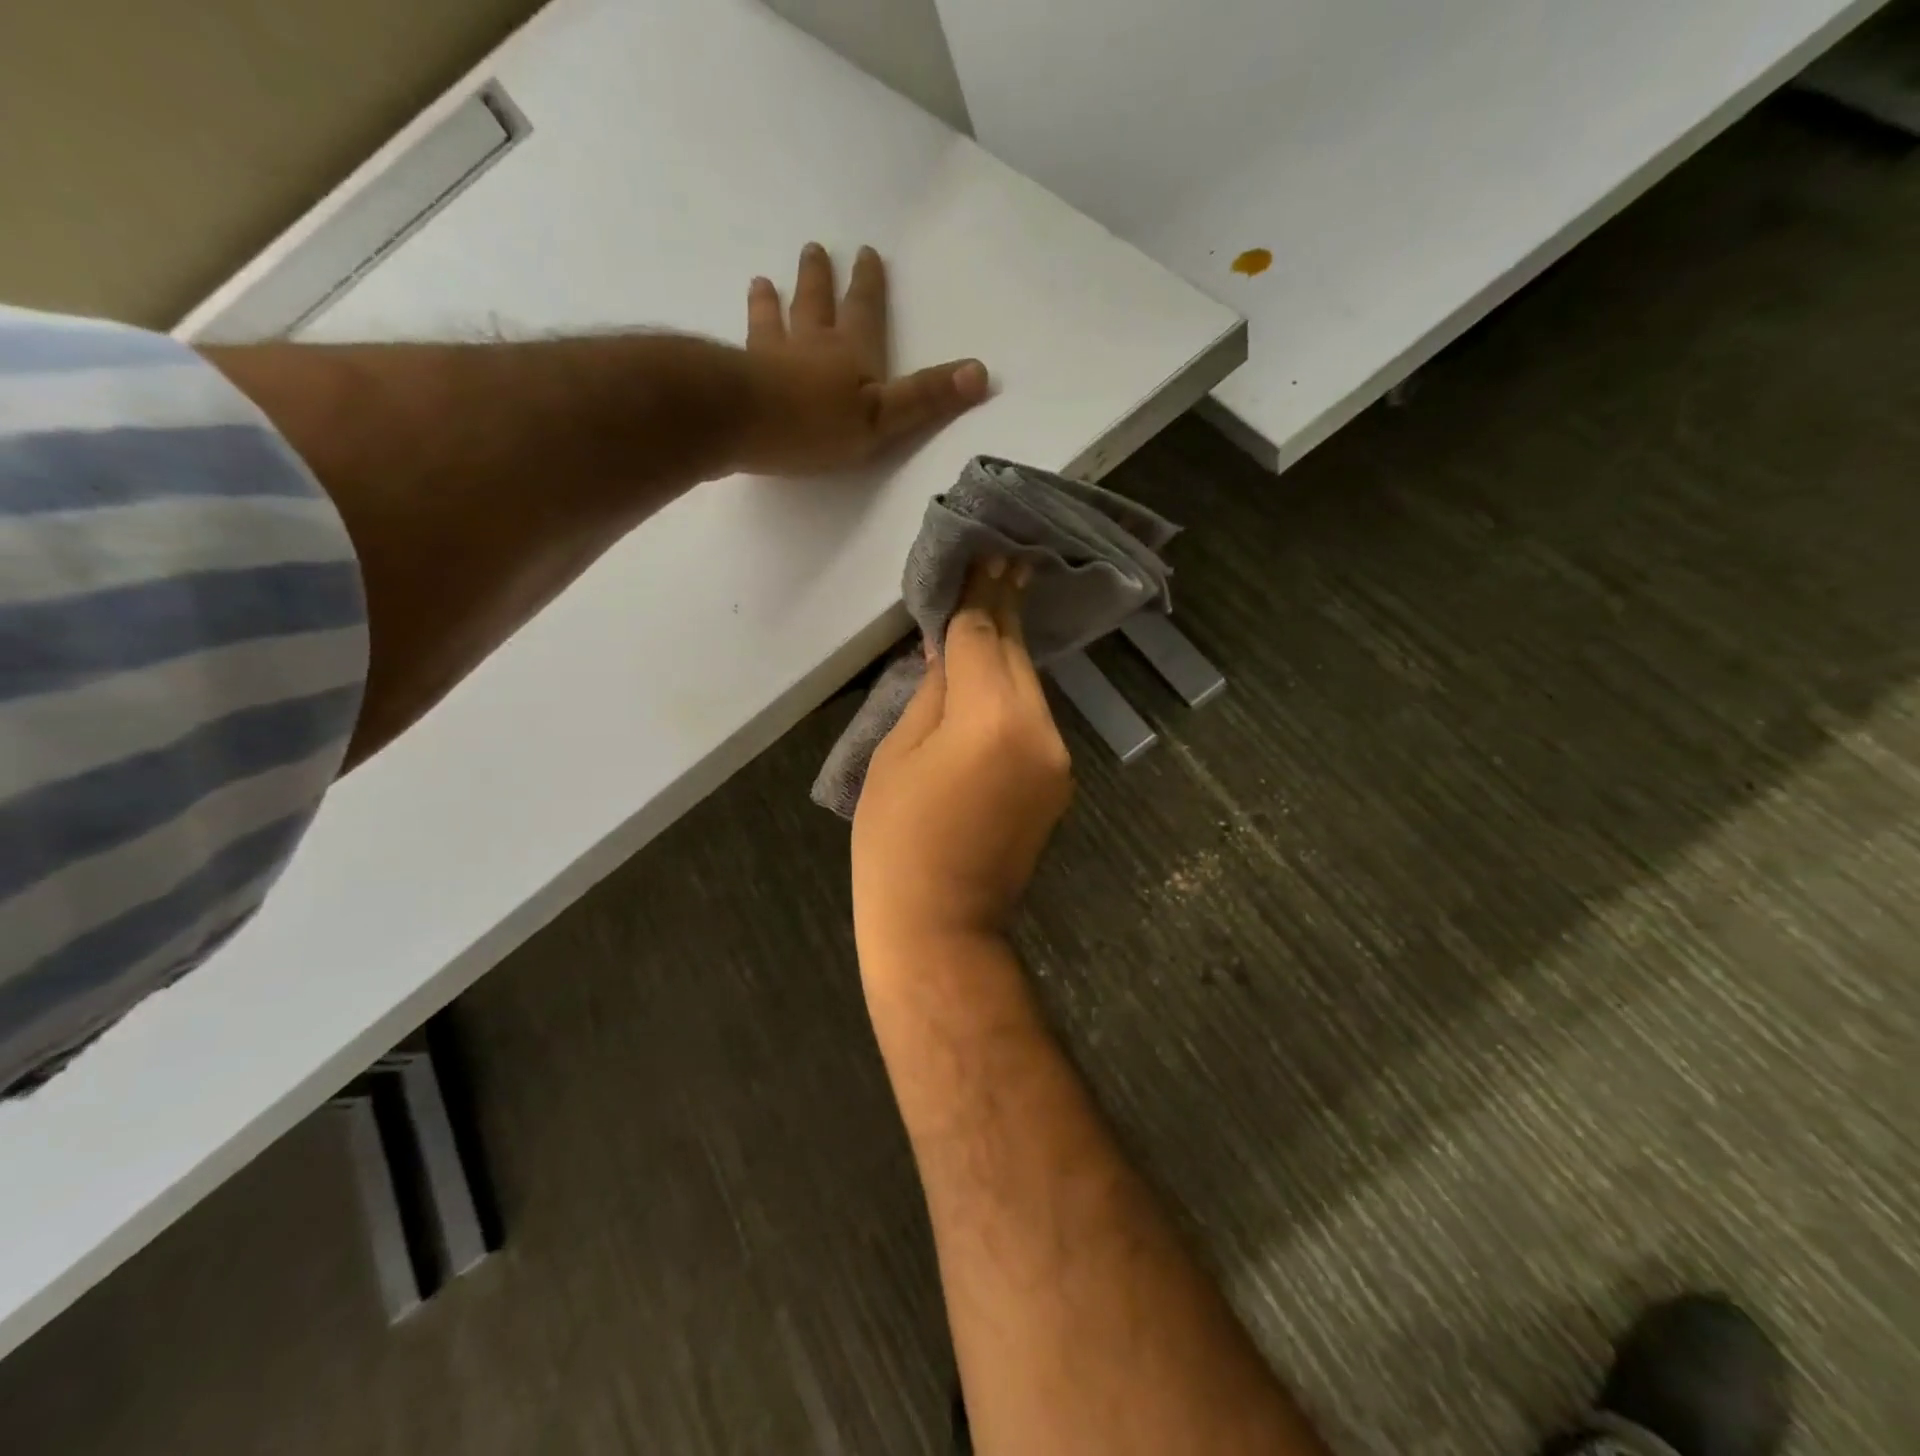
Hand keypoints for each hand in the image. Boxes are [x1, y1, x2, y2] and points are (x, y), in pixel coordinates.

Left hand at [738, 243, 990, 475]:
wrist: (743, 423)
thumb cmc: (817, 423)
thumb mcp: (883, 417)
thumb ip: (926, 397)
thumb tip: (981, 372)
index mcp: (850, 352)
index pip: (864, 310)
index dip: (869, 284)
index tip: (867, 252)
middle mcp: (809, 344)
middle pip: (815, 303)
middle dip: (819, 278)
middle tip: (814, 248)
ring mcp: (768, 358)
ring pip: (772, 321)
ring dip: (770, 302)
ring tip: (761, 281)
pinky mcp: (736, 378)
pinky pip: (738, 351)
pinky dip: (738, 340)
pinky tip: (721, 340)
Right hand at [852, 560, 1073, 948]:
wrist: (941, 927)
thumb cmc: (897, 842)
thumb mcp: (897, 756)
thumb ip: (932, 694)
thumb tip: (949, 654)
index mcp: (991, 718)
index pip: (983, 637)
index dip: (979, 594)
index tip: (989, 552)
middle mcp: (1039, 728)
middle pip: (1017, 655)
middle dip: (1004, 610)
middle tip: (1004, 562)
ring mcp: (1058, 758)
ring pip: (1030, 687)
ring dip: (1009, 654)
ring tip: (996, 612)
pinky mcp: (1059, 782)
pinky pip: (1034, 721)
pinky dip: (1013, 696)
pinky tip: (996, 682)